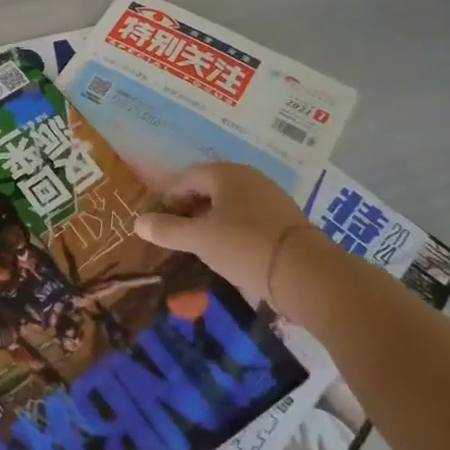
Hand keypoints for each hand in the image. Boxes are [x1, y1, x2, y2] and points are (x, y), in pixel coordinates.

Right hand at [134, 163, 311, 306]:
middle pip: (208, 189)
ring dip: (211, 221)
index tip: (158, 221)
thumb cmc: (245, 247)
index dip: (168, 198)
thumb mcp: (200, 240)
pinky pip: (248, 218)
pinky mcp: (286, 221)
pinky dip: (233, 230)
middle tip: (175, 234)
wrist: (311, 276)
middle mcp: (248, 178)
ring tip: (199, 245)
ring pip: (229, 205)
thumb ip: (167, 230)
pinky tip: (228, 252)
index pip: (186, 178)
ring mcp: (271, 198)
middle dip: (189, 209)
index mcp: (225, 174)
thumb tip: (138, 223)